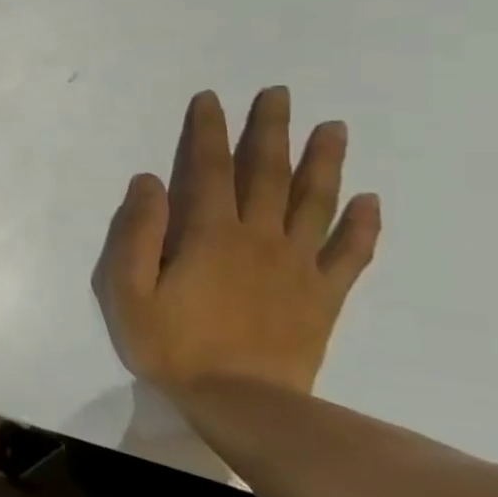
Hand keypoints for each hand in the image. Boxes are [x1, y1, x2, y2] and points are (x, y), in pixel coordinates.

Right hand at [93, 87, 380, 395]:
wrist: (243, 403)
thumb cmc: (173, 344)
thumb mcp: (128, 289)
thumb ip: (136, 232)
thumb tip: (148, 181)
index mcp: (209, 233)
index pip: (208, 168)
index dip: (207, 131)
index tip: (211, 98)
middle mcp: (259, 237)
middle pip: (267, 174)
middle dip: (270, 130)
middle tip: (279, 93)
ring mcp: (298, 265)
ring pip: (315, 202)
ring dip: (323, 162)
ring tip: (333, 128)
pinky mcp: (324, 295)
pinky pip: (350, 253)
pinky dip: (362, 225)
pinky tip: (369, 201)